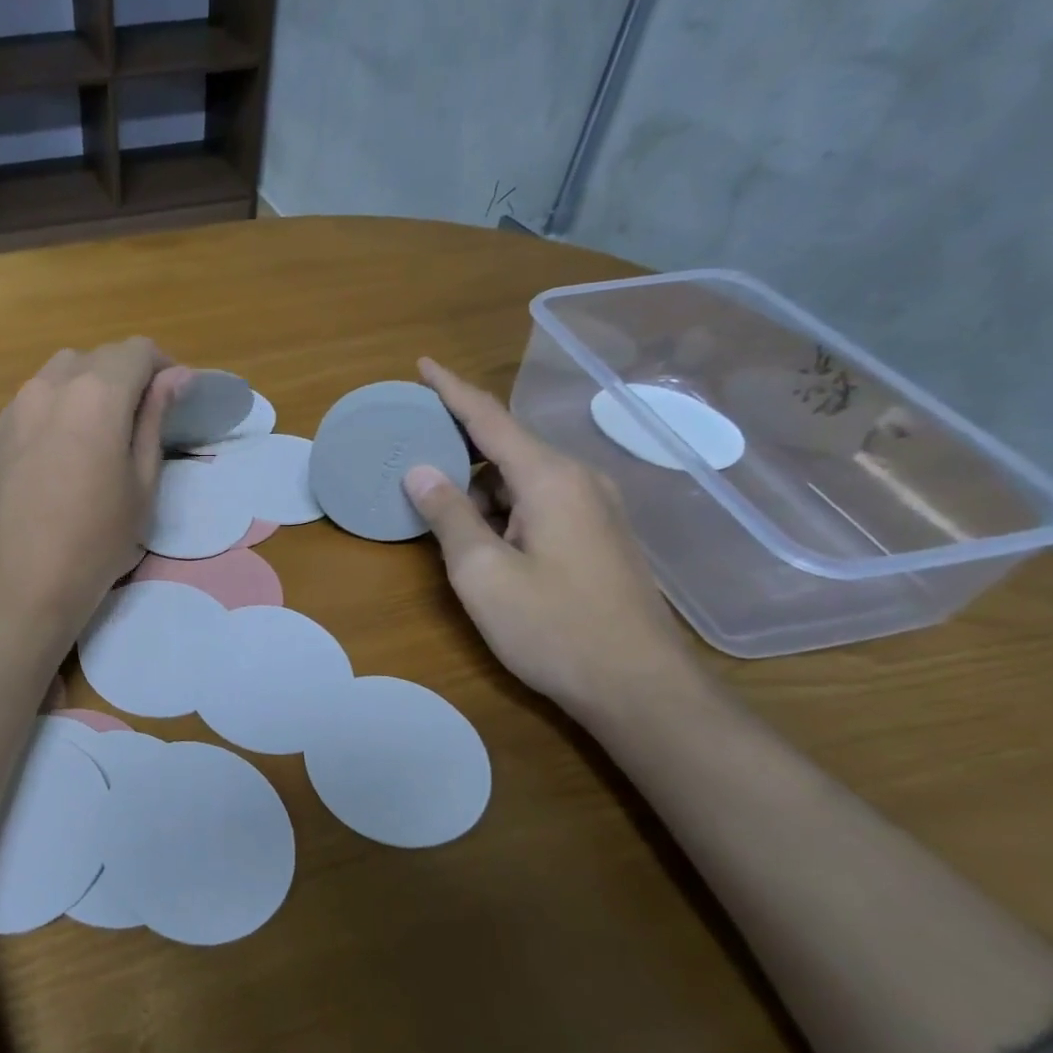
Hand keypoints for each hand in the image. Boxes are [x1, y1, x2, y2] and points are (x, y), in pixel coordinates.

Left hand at [0, 338, 177, 641]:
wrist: (18, 585)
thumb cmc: (96, 541)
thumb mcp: (142, 483)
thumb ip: (155, 419)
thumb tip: (175, 376)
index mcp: (96, 394)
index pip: (137, 351)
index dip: (162, 367)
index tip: (172, 398)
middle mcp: (49, 386)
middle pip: (95, 358)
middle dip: (123, 376)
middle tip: (138, 421)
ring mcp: (13, 409)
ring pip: (57, 375)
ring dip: (85, 389)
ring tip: (95, 434)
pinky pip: (30, 405)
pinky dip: (53, 412)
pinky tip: (57, 456)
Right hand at [402, 358, 704, 723]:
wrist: (639, 687)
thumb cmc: (553, 627)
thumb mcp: (483, 573)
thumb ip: (448, 515)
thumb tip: (420, 471)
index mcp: (550, 478)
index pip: (490, 418)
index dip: (451, 390)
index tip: (421, 365)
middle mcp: (579, 481)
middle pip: (507, 445)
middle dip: (459, 441)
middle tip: (412, 443)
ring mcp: (595, 510)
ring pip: (522, 478)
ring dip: (478, 484)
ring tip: (435, 500)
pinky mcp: (598, 537)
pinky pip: (539, 502)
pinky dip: (502, 506)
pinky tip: (479, 534)